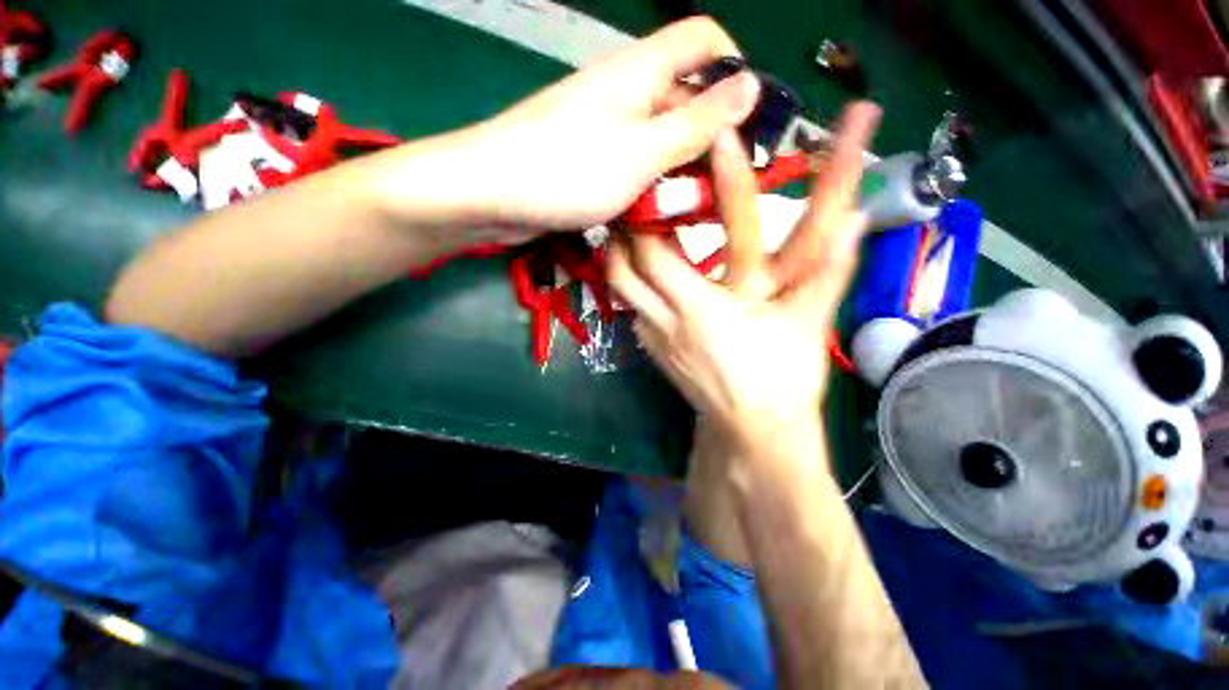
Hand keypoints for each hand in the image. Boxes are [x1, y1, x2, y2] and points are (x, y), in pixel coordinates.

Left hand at [467, 17, 759, 228]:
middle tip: (725, 183)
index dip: (734, 67)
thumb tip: (749, 85)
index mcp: (641, 71)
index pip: (704, 39)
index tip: (748, 119)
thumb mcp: (643, 151)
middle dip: (711, 135)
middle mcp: (626, 91)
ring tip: (696, 207)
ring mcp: (607, 127)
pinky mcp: (593, 159)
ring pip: (661, 137)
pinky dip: (653, 184)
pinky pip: (636, 163)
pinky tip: (659, 211)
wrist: (492, 194)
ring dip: (682, 169)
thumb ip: (696, 122)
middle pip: (686, 95)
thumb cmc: (567, 170)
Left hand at [608, 103, 880, 441]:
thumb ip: (828, 272)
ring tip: (630, 232)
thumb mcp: (806, 324)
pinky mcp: (653, 351)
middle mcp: (669, 319)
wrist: (754, 430)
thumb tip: (855, 221)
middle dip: (627, 231)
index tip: (653, 176)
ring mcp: (655, 338)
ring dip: (621, 258)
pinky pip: (632, 310)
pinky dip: (632, 287)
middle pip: (626, 267)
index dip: (658, 210)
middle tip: (635, 201)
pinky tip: (646, 277)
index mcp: (703, 307)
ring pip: (621, 289)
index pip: (665, 250)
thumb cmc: (782, 380)